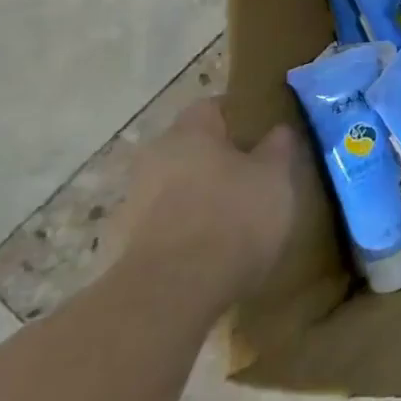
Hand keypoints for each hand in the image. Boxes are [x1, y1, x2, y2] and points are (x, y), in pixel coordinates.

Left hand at [117, 98, 312, 312]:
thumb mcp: (276, 177)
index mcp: (190, 133)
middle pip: (189, 147)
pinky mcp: (122, 245)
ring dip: (198, 195)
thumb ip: (278, 148)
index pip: (212, 107)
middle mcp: (154, 158)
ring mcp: (132, 203)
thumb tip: (278, 130)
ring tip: (234, 216)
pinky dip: (184, 228)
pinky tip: (210, 249)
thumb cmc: (233, 217)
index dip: (238, 116)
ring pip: (174, 186)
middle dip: (217, 158)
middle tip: (252, 174)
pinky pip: (162, 224)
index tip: (262, 132)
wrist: (170, 293)